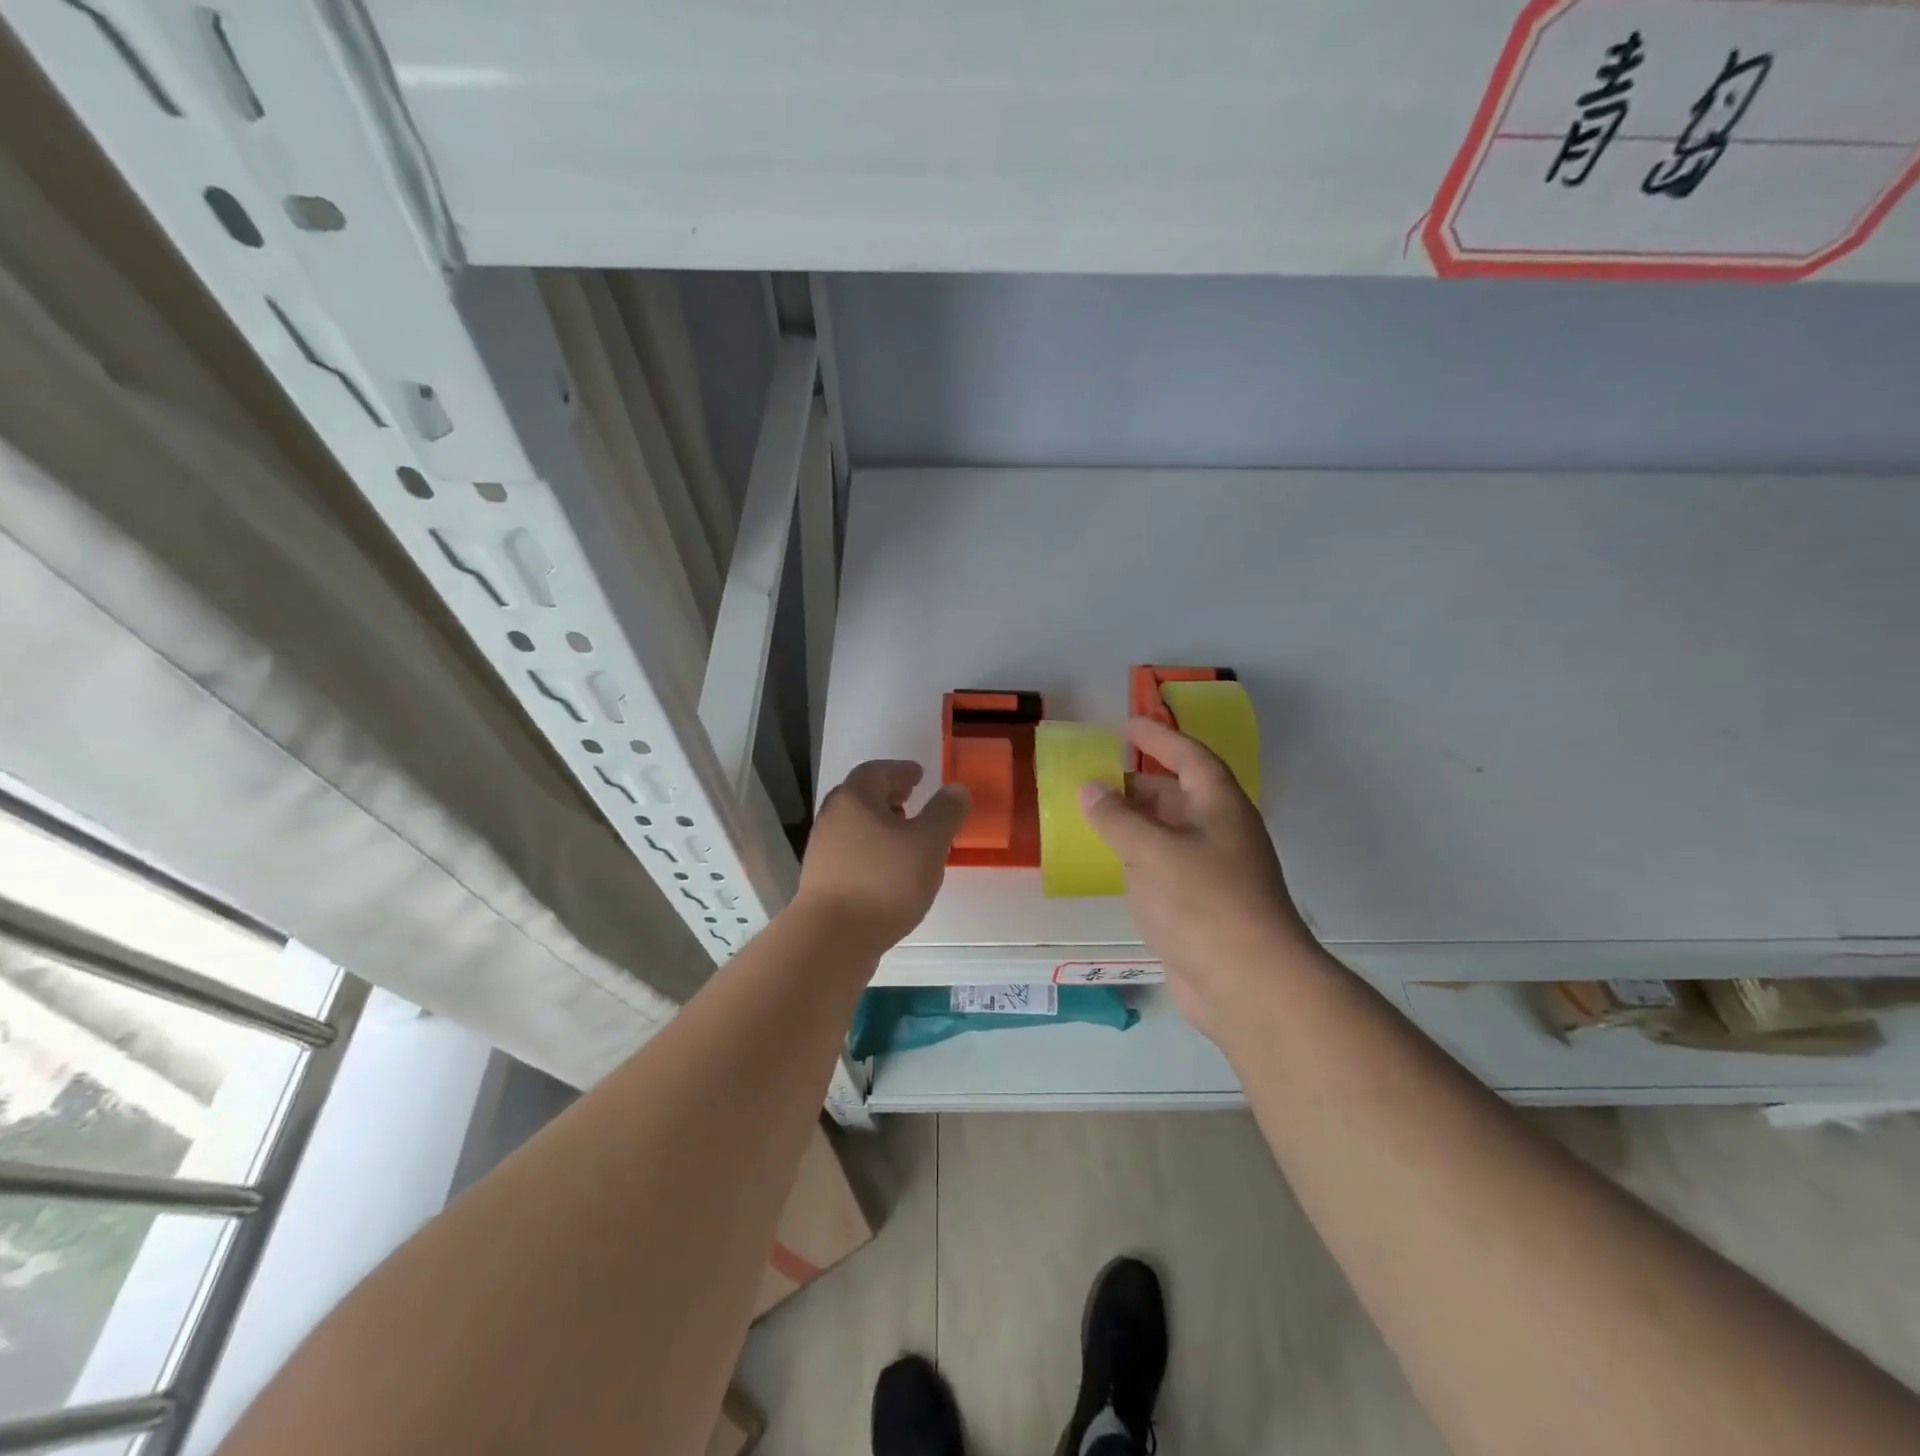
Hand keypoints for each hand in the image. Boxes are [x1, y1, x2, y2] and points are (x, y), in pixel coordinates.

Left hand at [797, 761, 968, 954]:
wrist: (832, 938)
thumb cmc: (884, 882)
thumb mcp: (928, 844)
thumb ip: (945, 813)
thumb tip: (956, 789)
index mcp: (855, 799)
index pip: (876, 771)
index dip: (900, 770)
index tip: (919, 776)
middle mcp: (832, 818)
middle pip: (861, 797)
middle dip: (888, 796)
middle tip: (912, 799)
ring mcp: (822, 851)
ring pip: (855, 826)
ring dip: (880, 825)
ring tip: (906, 838)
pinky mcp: (822, 881)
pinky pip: (851, 852)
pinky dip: (872, 850)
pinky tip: (890, 871)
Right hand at [1079, 719, 1320, 1044]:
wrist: (1247, 983)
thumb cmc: (1204, 902)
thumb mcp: (1153, 851)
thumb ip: (1117, 818)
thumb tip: (1090, 788)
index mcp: (1220, 807)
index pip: (1190, 757)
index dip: (1160, 738)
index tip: (1128, 725)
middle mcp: (1220, 833)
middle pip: (1180, 795)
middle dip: (1141, 783)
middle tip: (1100, 777)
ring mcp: (1213, 872)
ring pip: (1170, 833)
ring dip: (1137, 822)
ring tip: (1096, 815)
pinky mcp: (1200, 907)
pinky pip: (1163, 867)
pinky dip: (1138, 857)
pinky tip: (1113, 863)